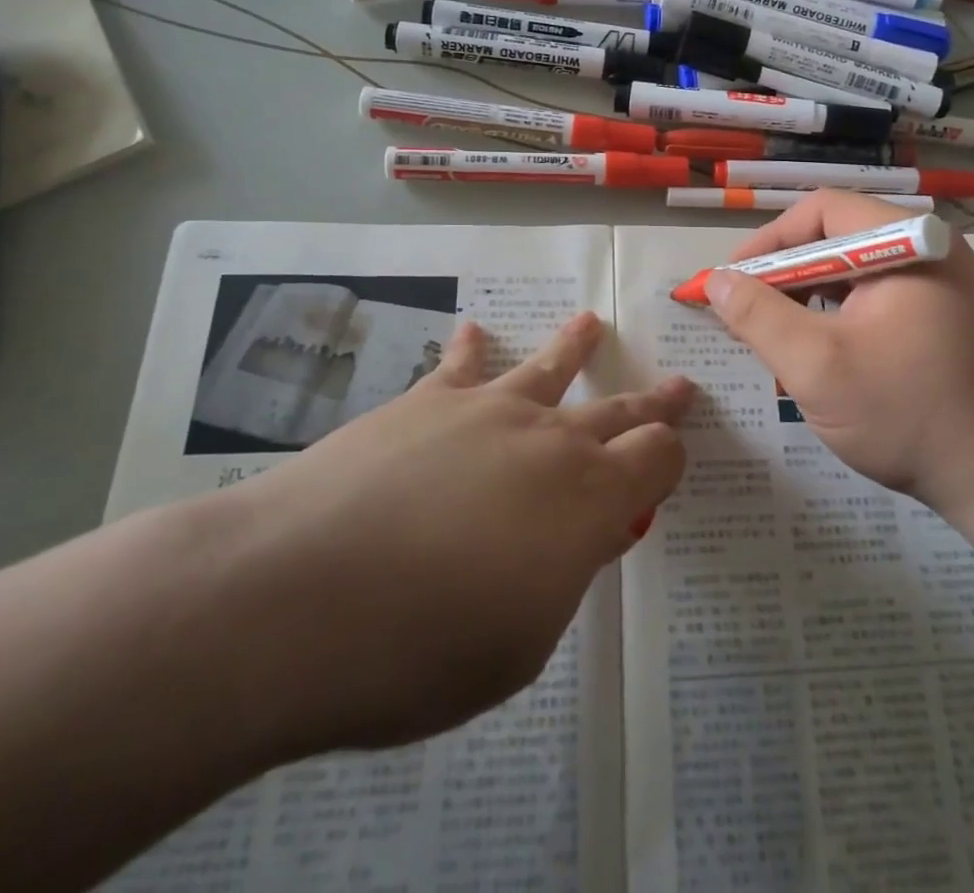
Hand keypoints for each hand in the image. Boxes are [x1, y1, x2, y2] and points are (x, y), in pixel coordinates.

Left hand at [199, 313, 691, 761]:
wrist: (296, 598)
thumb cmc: (419, 650)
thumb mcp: (520, 642)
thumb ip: (566, 573)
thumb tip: (597, 529)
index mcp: (588, 500)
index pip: (655, 458)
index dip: (670, 458)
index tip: (672, 459)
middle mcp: (549, 440)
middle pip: (617, 410)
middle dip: (653, 402)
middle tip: (678, 386)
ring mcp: (486, 410)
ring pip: (548, 367)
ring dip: (575, 346)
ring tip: (591, 323)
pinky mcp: (426, 400)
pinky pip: (461, 364)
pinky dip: (473, 348)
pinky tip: (474, 332)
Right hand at [703, 191, 973, 531]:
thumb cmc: (904, 414)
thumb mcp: (816, 365)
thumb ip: (758, 315)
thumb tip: (716, 280)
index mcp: (907, 241)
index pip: (821, 211)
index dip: (767, 241)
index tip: (730, 280)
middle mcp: (929, 247)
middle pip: (837, 237)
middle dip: (783, 272)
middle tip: (744, 310)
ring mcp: (943, 281)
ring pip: (854, 270)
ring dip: (807, 294)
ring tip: (775, 331)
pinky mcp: (945, 314)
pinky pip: (876, 295)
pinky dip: (837, 312)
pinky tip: (819, 346)